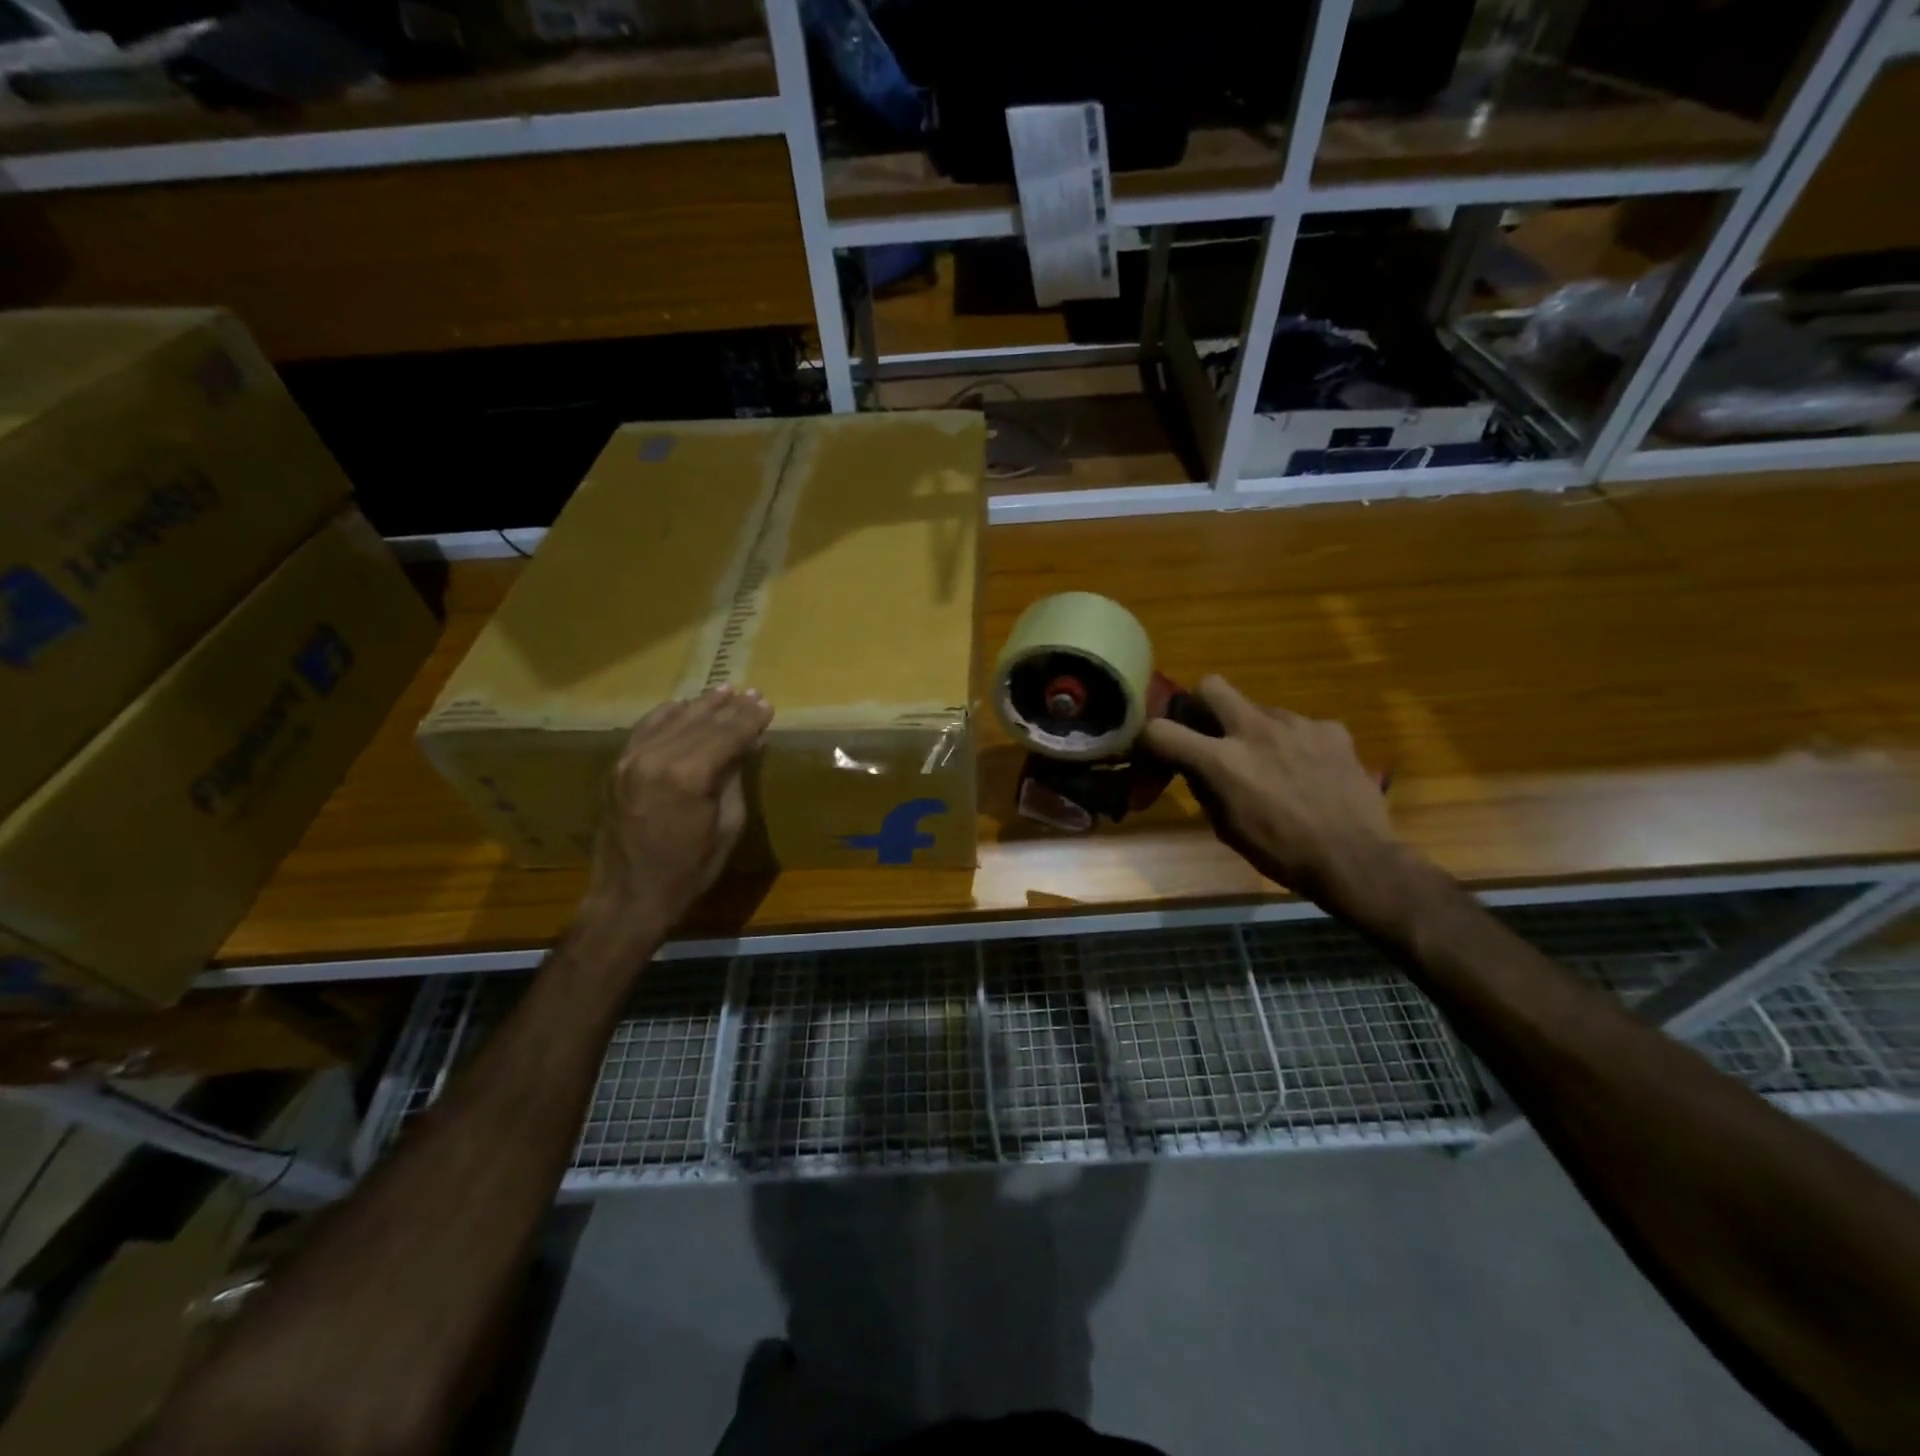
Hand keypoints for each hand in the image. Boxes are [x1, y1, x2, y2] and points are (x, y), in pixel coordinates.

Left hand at [579, 685, 773, 942]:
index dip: (749, 719)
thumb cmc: (689, 870)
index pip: (727, 734)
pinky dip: (667, 715)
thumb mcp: (727, 826)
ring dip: (701, 705)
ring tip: (724, 691)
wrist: (629, 897)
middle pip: (701, 722)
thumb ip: (734, 778)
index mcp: (688, 776)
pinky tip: (683, 706)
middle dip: (730, 708)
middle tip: (753, 694)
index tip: (767, 705)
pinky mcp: (617, 767)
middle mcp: (656, 758)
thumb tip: (748, 743)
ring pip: (673, 719)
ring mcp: (631, 760)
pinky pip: (645, 730)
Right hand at [1141, 675, 1396, 905]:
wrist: (1355, 859)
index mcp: (1222, 761)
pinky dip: (1294, 744)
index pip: (1161, 731)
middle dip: (1201, 705)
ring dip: (1254, 731)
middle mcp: (1255, 730)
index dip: (1148, 738)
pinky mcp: (1331, 729)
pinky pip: (1300, 727)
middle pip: (1211, 686)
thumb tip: (1196, 768)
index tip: (1153, 749)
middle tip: (1210, 732)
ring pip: (1259, 710)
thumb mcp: (1227, 827)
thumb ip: (1206, 787)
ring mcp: (1297, 724)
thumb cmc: (1281, 853)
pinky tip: (1309, 771)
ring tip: (1272, 765)